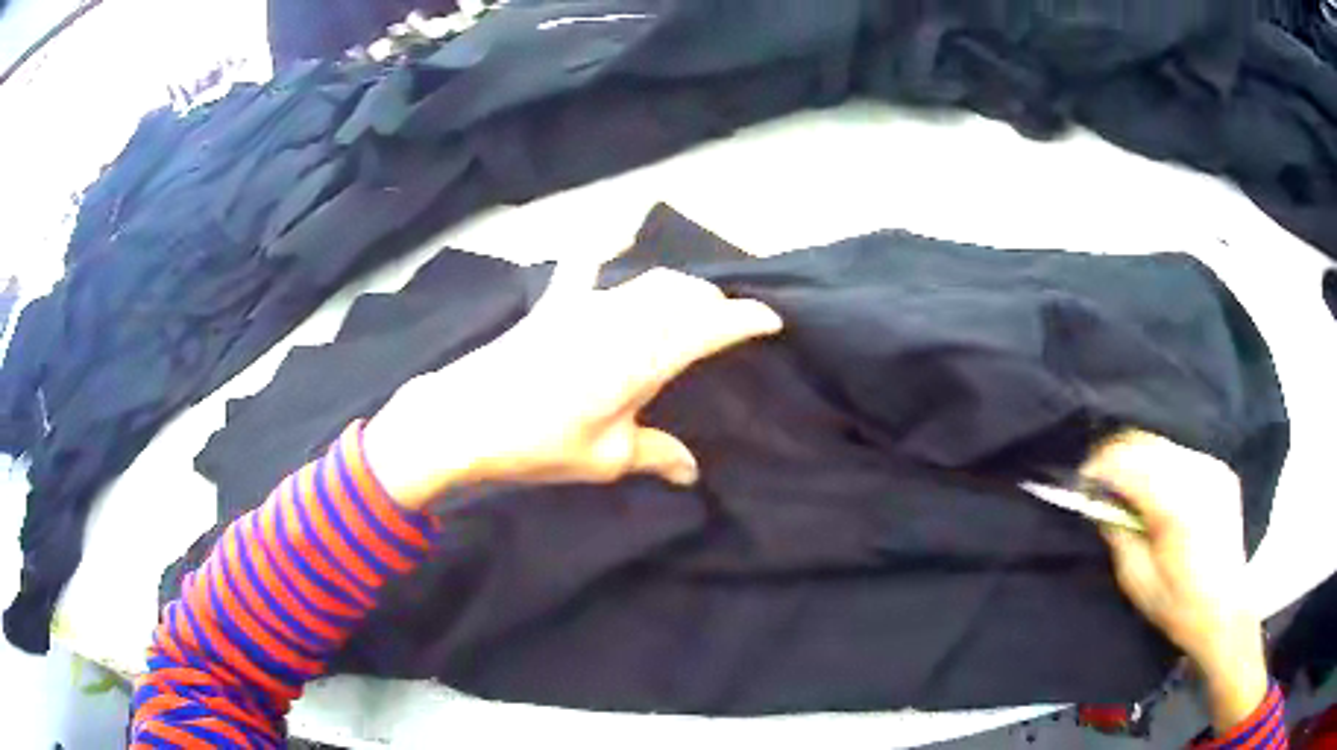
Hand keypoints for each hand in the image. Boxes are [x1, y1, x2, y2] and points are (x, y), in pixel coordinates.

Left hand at [363, 264, 782, 510]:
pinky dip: (606, 251)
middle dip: (713, 303)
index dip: (745, 319)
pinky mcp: (555, 304)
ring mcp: (585, 304)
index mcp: (641, 358)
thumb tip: (691, 471)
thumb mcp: (605, 459)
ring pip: (648, 280)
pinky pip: (586, 267)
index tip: (772, 319)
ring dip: (678, 287)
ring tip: (689, 304)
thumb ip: (655, 455)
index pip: (708, 327)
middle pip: (682, 294)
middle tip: (728, 324)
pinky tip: (613, 242)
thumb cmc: (538, 443)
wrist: (464, 418)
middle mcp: (620, 319)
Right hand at [1081, 430, 1266, 730]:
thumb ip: (1118, 534)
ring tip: (1127, 487)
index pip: (1128, 463)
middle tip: (1100, 481)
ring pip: (1164, 446)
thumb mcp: (1137, 580)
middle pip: (1146, 444)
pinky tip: (1159, 492)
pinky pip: (1182, 456)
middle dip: (1117, 457)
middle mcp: (1195, 474)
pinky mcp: (1219, 470)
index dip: (1100, 466)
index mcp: (1175, 504)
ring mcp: (1211, 468)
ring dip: (1140, 460)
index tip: (1082, 480)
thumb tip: (1101, 503)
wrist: (1225, 607)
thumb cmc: (1177, 604)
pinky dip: (1163, 466)